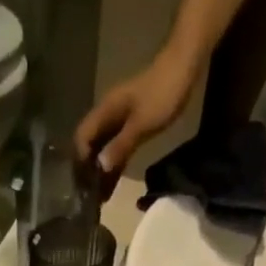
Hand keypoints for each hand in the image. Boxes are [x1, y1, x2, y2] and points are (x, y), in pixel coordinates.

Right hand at [74, 45, 199, 185]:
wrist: (185, 66)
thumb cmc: (163, 93)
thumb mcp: (141, 124)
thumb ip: (120, 146)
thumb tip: (99, 168)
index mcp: (105, 111)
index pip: (82, 138)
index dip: (80, 162)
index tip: (84, 186)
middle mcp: (107, 115)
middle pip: (89, 146)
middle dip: (87, 171)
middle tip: (90, 198)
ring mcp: (119, 120)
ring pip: (102, 149)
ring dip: (100, 172)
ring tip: (99, 198)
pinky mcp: (131, 124)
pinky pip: (116, 148)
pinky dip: (113, 165)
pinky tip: (112, 184)